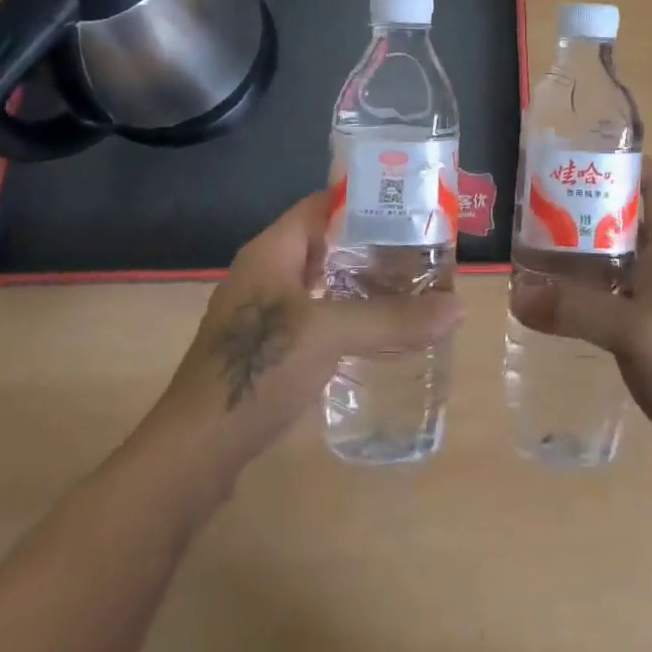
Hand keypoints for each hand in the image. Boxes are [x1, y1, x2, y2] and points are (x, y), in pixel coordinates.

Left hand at [147, 190, 463, 479]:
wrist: (194, 451)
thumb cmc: (258, 369)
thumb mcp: (330, 334)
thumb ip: (392, 319)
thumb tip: (457, 308)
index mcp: (271, 250)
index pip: (321, 204)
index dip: (362, 200)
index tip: (408, 206)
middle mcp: (263, 272)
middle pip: (323, 243)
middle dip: (369, 244)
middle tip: (418, 250)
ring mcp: (260, 311)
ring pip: (318, 281)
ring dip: (356, 282)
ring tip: (406, 286)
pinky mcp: (262, 347)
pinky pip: (310, 314)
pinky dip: (341, 313)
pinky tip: (372, 329)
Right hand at [510, 158, 651, 493]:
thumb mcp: (636, 333)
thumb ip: (577, 309)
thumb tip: (517, 292)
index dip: (628, 162)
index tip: (582, 154)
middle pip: (626, 220)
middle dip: (585, 208)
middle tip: (536, 205)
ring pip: (613, 262)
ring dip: (577, 254)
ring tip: (528, 250)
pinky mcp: (646, 337)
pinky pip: (608, 300)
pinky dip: (580, 294)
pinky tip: (547, 303)